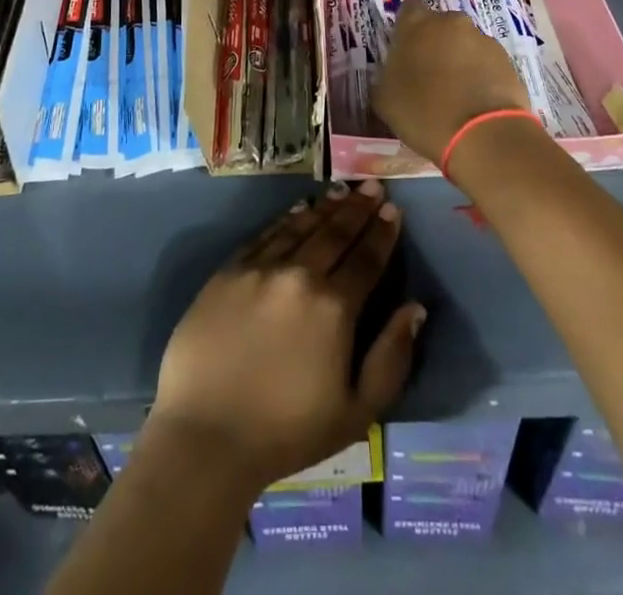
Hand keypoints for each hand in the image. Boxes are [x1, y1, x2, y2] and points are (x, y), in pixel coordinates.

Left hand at [148, 180, 426, 493]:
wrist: (206, 435)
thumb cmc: (287, 432)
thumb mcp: (356, 411)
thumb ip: (391, 357)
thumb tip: (415, 308)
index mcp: (334, 308)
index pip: (366, 259)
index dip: (382, 233)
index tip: (393, 210)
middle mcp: (299, 275)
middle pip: (335, 233)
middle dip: (358, 208)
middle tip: (372, 186)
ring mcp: (260, 269)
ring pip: (301, 227)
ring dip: (325, 207)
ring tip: (342, 190)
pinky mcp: (229, 271)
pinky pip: (265, 235)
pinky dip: (286, 219)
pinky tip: (298, 210)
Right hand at [373, 0, 530, 164]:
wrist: (484, 136)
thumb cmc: (424, 113)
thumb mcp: (385, 98)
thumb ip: (386, 74)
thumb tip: (392, 71)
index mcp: (417, 25)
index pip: (409, 9)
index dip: (406, 28)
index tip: (404, 50)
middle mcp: (452, 23)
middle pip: (440, 25)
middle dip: (434, 43)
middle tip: (428, 74)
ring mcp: (483, 40)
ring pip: (465, 43)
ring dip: (459, 59)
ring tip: (456, 93)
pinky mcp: (507, 61)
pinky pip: (486, 62)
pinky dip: (480, 75)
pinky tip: (475, 102)